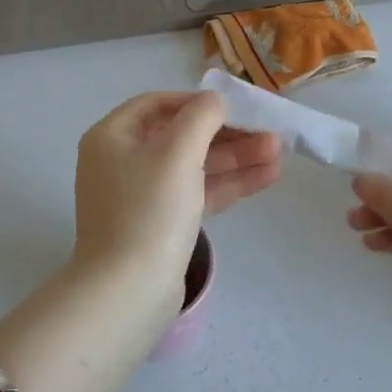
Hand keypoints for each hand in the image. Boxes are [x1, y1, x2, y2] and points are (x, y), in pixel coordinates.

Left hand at [72, 91, 284, 300]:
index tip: (234, 106)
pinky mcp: (161, 225)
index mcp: (112, 137)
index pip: (156, 104)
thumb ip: (200, 117)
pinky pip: (197, 194)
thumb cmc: (149, 210)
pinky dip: (228, 184)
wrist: (129, 291)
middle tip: (269, 132)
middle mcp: (122, 162)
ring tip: (280, 154)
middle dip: (227, 134)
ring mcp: (142, 196)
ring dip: (235, 158)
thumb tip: (214, 100)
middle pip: (181, 136)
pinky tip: (267, 177)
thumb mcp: (177, 153)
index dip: (196, 101)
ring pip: (194, 167)